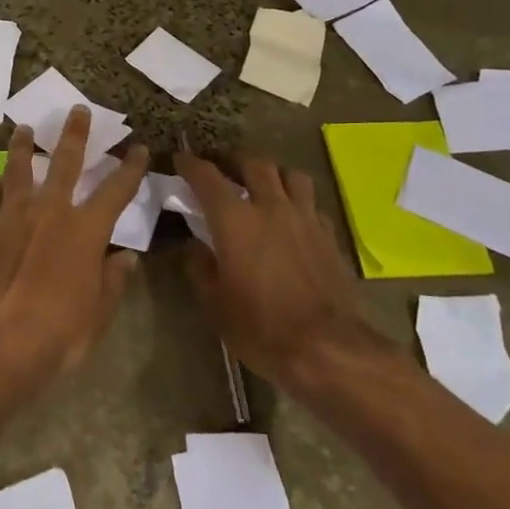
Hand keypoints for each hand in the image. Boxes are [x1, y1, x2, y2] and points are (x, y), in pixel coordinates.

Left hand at [0, 108, 150, 383]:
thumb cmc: (58, 332)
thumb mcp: (98, 313)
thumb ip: (112, 280)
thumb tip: (126, 258)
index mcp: (85, 230)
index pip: (117, 190)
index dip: (130, 167)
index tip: (139, 148)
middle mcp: (50, 211)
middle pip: (65, 162)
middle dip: (74, 134)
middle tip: (77, 110)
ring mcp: (12, 217)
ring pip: (19, 170)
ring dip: (23, 147)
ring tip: (23, 128)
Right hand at [174, 151, 391, 388]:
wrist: (327, 348)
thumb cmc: (261, 327)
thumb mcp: (214, 303)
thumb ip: (200, 267)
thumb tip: (195, 247)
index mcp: (235, 220)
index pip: (207, 177)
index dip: (191, 164)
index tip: (180, 159)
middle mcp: (271, 207)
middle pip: (254, 164)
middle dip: (234, 160)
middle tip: (222, 168)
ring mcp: (305, 218)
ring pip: (290, 175)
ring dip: (272, 174)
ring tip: (262, 185)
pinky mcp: (329, 235)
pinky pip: (311, 203)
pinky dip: (297, 201)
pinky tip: (291, 217)